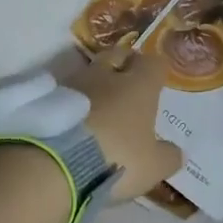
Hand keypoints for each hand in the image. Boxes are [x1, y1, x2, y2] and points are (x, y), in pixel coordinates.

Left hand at [68, 45, 184, 200]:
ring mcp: (74, 83)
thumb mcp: (153, 167)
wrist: (56, 164)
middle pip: (117, 55)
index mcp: (139, 85)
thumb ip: (168, 156)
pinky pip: (65, 92)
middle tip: (126, 82)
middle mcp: (107, 75)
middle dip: (123, 64)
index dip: (155, 70)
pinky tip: (73, 120)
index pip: (153, 63)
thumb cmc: (116, 158)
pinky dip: (71, 102)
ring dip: (95, 84)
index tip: (156, 81)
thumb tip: (176, 151)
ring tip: (96, 106)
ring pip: (89, 73)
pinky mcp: (46, 97)